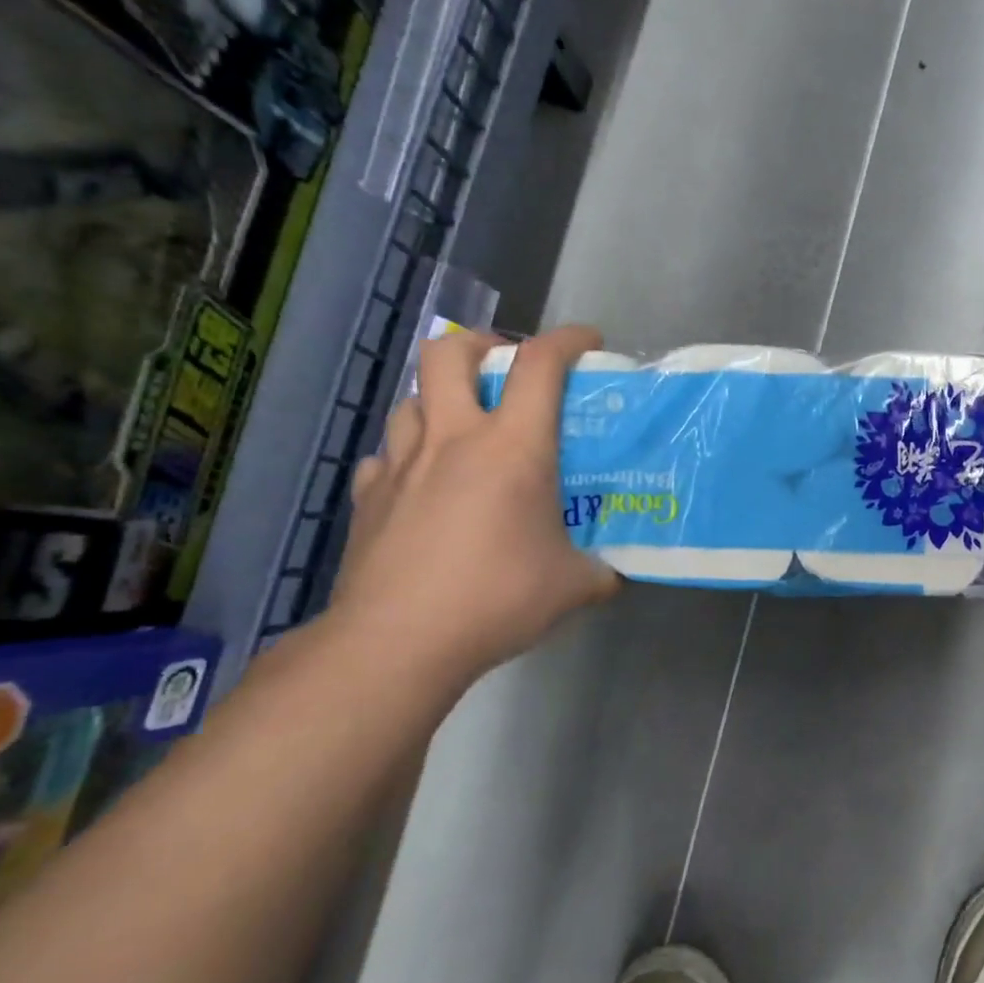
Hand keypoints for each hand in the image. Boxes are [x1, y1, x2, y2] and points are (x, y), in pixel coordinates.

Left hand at [329, 325, 618, 688]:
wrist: (399, 642)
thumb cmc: (498, 598)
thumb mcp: (575, 586)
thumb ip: (602, 570)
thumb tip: (615, 574)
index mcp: (513, 447)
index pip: (540, 364)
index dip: (568, 339)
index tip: (589, 341)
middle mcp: (454, 439)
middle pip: (449, 352)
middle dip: (481, 343)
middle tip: (504, 366)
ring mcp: (403, 465)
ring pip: (412, 400)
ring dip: (441, 400)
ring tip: (465, 429)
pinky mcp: (368, 497)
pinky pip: (385, 456)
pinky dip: (407, 456)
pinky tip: (421, 483)